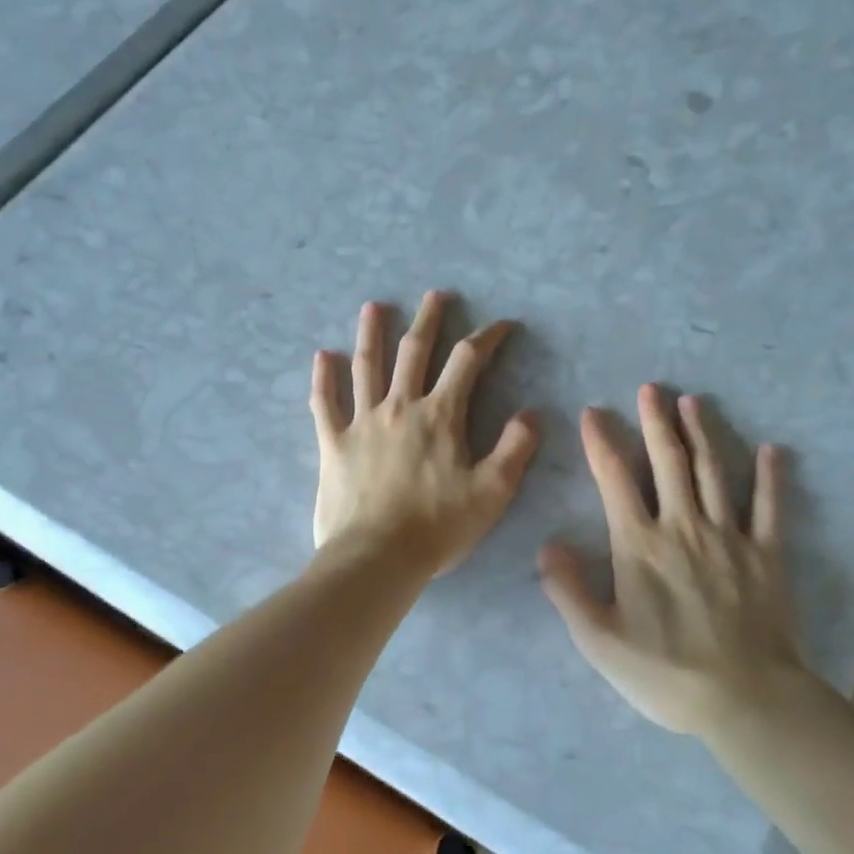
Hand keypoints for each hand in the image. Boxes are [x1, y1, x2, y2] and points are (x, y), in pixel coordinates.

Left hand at [311, 292, 539, 575]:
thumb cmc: (438, 527)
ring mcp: (362, 422)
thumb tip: (531, 415)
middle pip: (414, 351)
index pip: (468, 362)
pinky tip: (322, 356)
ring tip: (373, 306)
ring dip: (372, 333)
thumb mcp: (492, 492)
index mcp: (440, 416)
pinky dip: (323, 378)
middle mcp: (399, 407)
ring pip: (367, 366)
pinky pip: (325, 404)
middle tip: (435, 295)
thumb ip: (514, 449)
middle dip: (428, 320)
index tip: (503, 325)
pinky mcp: (333, 444)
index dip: (488, 337)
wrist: (376, 558)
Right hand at [539, 386, 800, 735]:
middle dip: (656, 422)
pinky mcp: (766, 554)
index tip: (593, 412)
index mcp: (639, 544)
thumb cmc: (664, 672)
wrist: (744, 700)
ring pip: (712, 472)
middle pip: (668, 462)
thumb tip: (547, 545)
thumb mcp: (599, 640)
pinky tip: (772, 450)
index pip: (615, 479)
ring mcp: (728, 536)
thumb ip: (568, 590)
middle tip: (651, 388)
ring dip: (701, 434)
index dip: (601, 442)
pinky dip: (770, 477)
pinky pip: (768, 507)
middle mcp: (682, 526)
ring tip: (692, 402)